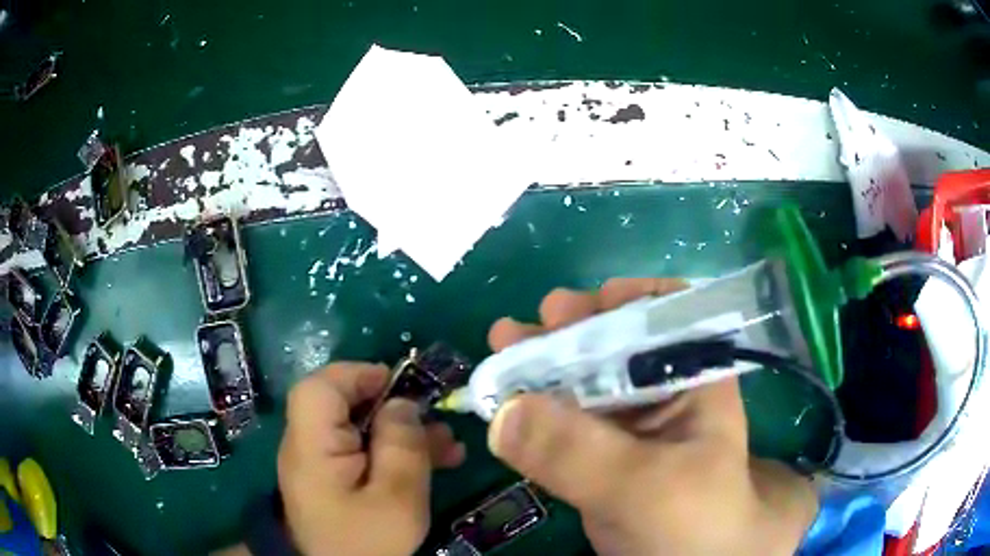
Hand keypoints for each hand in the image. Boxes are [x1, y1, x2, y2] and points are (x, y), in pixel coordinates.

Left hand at [278, 363, 465, 555]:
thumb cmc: (368, 542)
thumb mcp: (397, 497)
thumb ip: (401, 445)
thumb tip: (402, 403)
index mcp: (312, 447)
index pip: (320, 388)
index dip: (357, 375)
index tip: (401, 383)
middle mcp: (308, 447)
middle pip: (342, 405)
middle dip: (392, 406)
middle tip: (434, 414)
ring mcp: (319, 463)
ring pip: (357, 429)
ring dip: (401, 431)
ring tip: (449, 444)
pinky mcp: (332, 479)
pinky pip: (361, 452)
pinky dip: (392, 452)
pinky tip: (434, 461)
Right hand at [486, 279, 817, 555]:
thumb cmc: (694, 521)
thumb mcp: (647, 488)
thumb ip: (581, 453)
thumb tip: (504, 412)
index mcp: (695, 378)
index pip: (669, 314)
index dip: (624, 300)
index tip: (574, 307)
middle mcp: (662, 389)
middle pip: (613, 341)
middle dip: (567, 329)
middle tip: (522, 326)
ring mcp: (627, 421)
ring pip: (581, 377)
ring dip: (540, 362)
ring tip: (502, 346)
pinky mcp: (599, 452)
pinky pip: (563, 418)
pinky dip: (532, 406)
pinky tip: (502, 397)